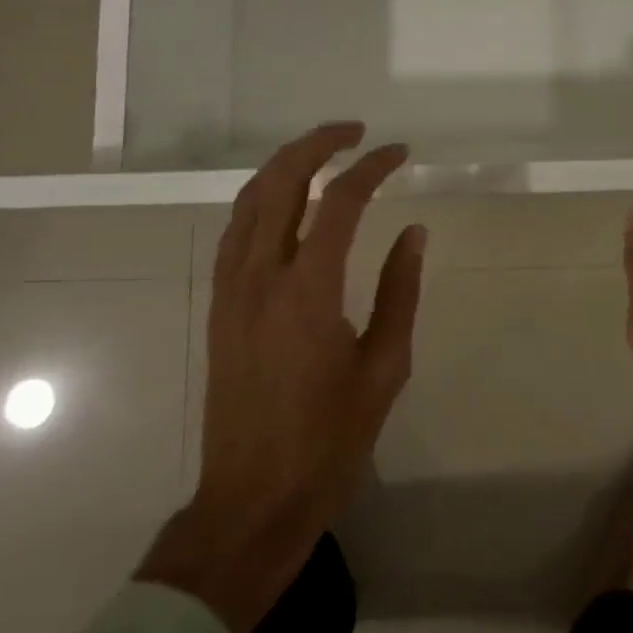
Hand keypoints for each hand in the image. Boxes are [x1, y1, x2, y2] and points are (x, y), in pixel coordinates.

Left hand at [136, 123, 424, 632]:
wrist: (252, 501)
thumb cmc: (329, 440)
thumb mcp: (385, 368)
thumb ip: (399, 292)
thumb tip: (413, 233)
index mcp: (308, 292)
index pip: (339, 201)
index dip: (372, 168)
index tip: (399, 152)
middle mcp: (261, 277)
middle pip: (280, 183)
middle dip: (316, 144)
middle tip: (354, 132)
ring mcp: (230, 290)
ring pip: (248, 201)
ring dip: (283, 165)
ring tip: (321, 152)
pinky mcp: (218, 306)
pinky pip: (235, 231)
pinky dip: (260, 199)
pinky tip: (285, 201)